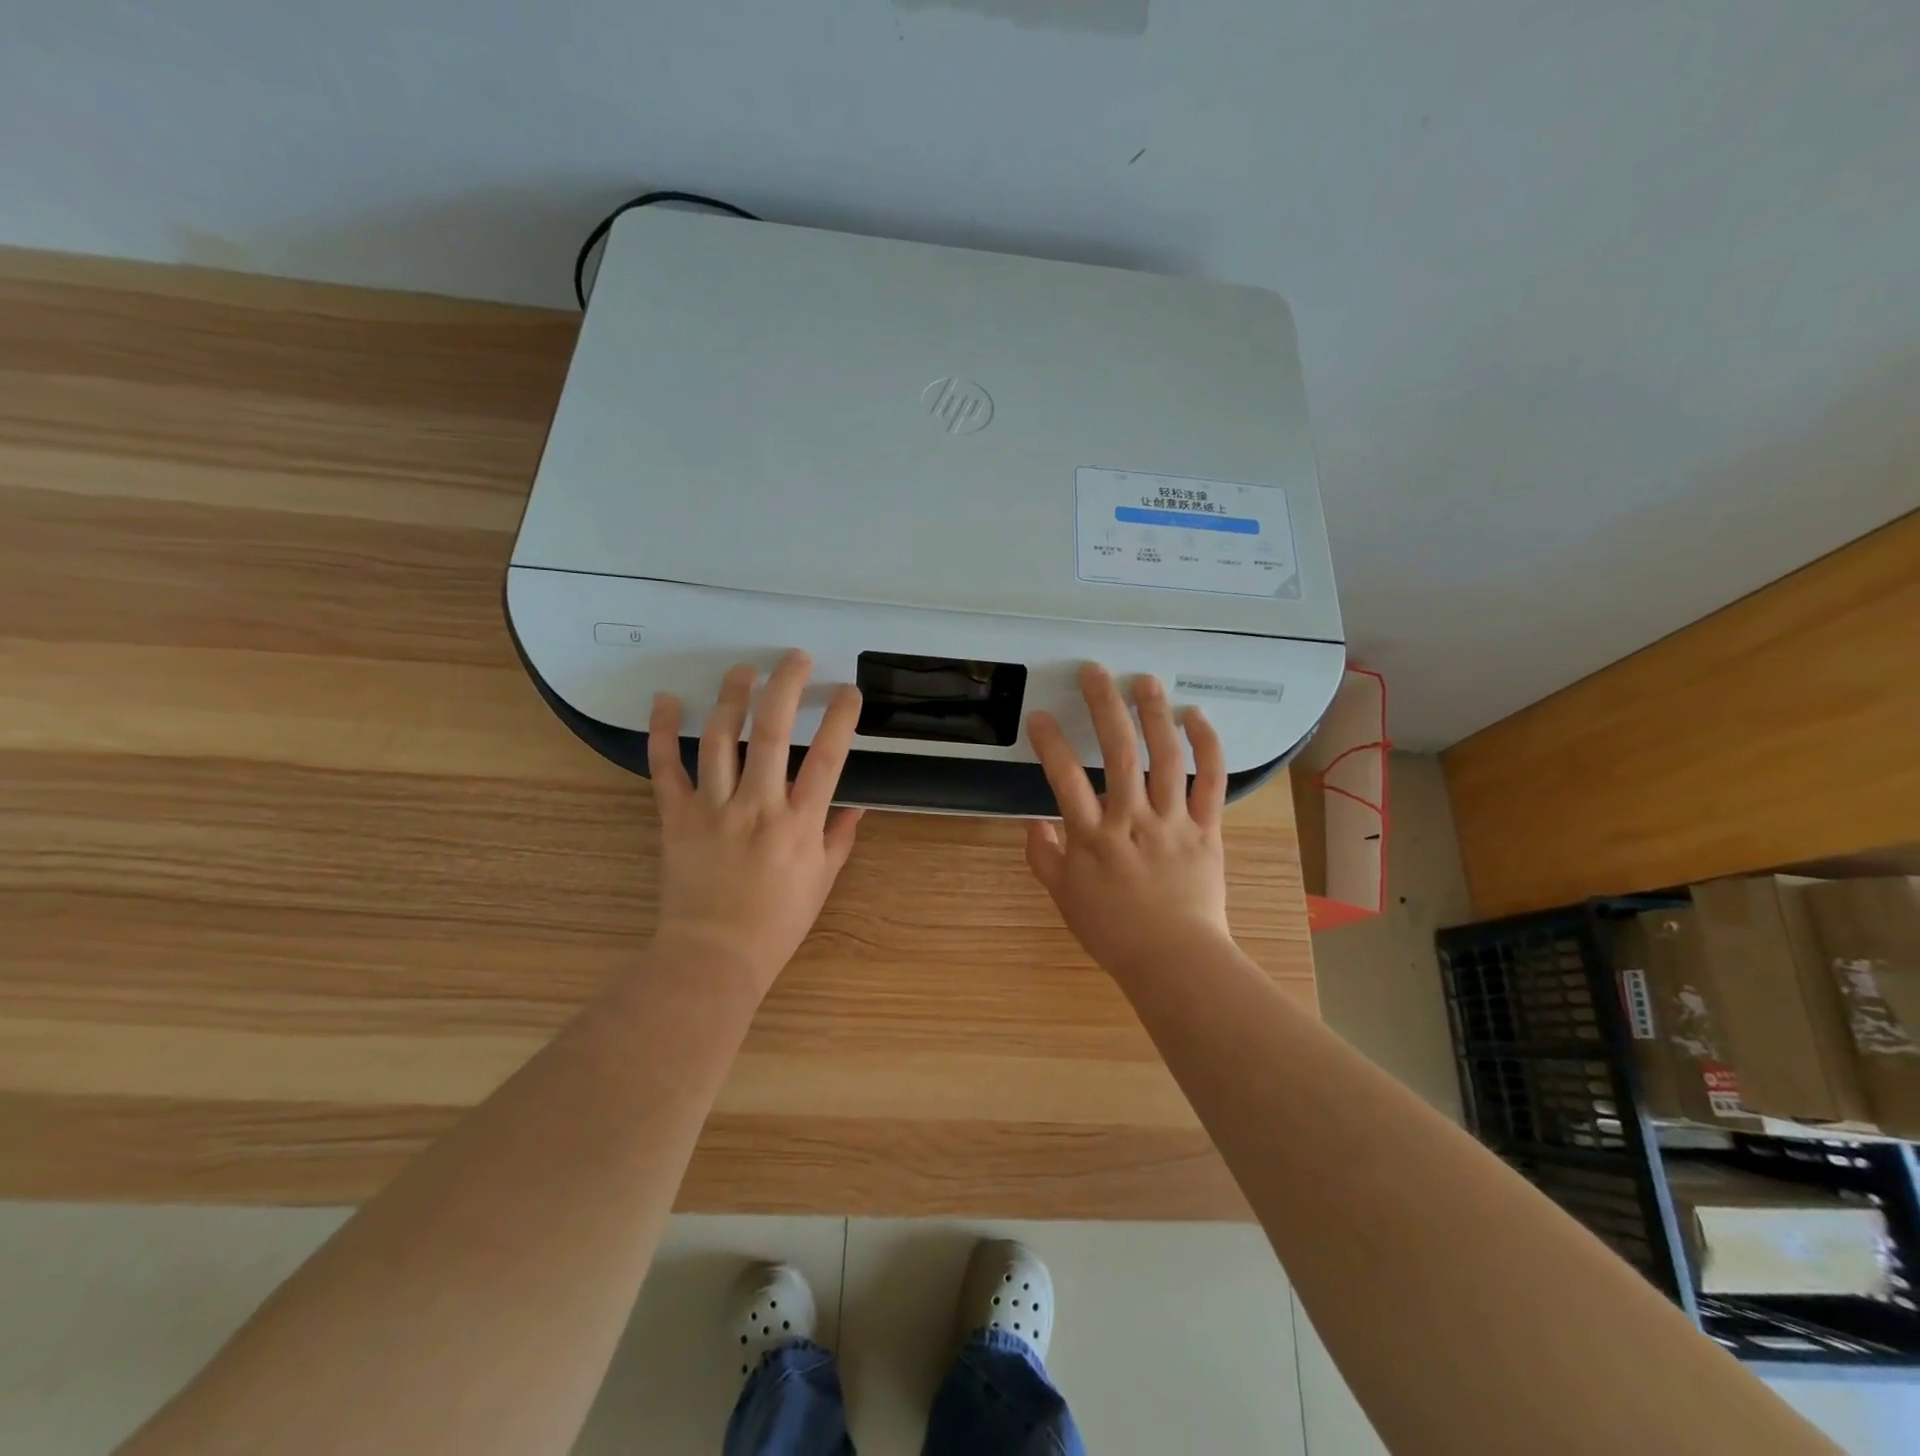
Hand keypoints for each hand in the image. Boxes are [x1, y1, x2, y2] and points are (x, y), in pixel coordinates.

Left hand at [647, 651, 863, 993]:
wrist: (713, 956)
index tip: (847, 691)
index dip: (840, 718)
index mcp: (800, 824)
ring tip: (742, 670)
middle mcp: (758, 807)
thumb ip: (840, 838)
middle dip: (786, 686)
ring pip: (720, 739)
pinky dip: (660, 731)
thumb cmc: (776, 923)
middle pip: (772, 732)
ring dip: (731, 697)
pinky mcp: (676, 817)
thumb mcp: (822, 881)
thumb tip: (856, 804)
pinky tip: (664, 700)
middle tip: (794, 658)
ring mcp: (713, 809)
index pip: (828, 758)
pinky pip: (664, 768)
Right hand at [1025, 664, 1233, 976]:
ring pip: (1165, 757)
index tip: (1041, 716)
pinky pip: (1211, 781)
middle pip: (1118, 753)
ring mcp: (1173, 821)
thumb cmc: (1114, 931)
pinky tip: (1196, 717)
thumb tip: (1031, 822)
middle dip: (1104, 707)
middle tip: (1095, 672)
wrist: (1174, 960)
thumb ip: (1043, 857)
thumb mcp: (1065, 898)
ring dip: (1154, 714)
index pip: (1064, 779)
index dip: (1050, 743)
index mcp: (1093, 837)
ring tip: (1144, 681)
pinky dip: (1207, 746)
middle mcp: (1132, 820)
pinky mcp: (1206, 828)